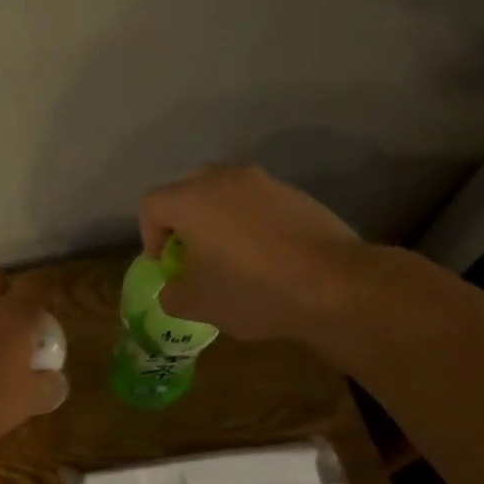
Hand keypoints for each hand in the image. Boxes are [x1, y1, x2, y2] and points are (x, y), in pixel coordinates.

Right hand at [137, 164, 366, 343]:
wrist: (335, 285)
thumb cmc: (252, 291)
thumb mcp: (197, 305)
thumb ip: (172, 293)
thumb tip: (175, 287)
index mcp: (192, 199)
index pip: (151, 204)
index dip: (148, 236)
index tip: (167, 267)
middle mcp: (226, 179)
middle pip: (187, 192)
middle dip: (183, 224)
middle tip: (193, 259)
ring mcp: (266, 183)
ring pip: (226, 196)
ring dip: (218, 223)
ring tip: (232, 260)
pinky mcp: (297, 195)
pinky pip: (258, 205)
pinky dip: (251, 225)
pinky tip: (267, 260)